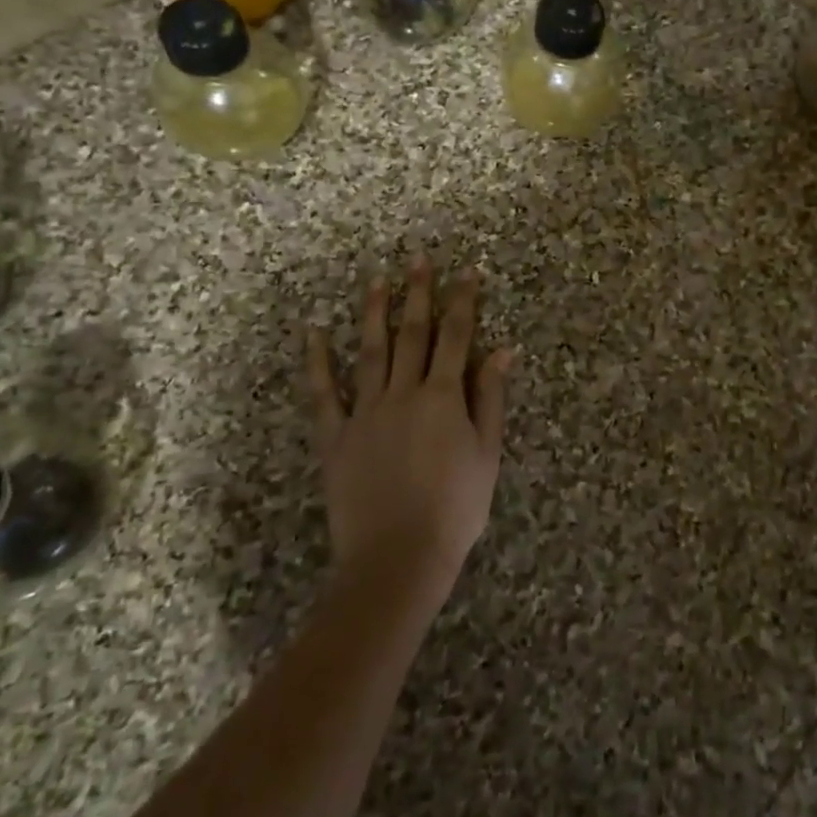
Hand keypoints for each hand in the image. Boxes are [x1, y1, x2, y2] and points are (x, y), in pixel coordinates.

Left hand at [305, 258, 512, 600]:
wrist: (398, 558)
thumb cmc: (455, 508)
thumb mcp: (487, 453)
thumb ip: (491, 397)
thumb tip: (503, 348)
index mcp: (444, 397)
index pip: (457, 337)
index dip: (463, 301)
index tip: (466, 271)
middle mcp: (404, 393)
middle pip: (413, 334)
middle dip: (418, 293)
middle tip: (417, 258)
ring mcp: (365, 413)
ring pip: (370, 351)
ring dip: (373, 313)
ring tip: (376, 279)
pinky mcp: (336, 438)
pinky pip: (323, 393)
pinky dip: (317, 361)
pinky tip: (313, 332)